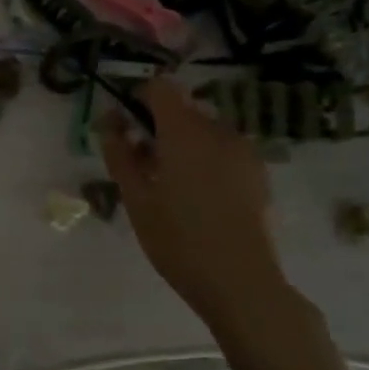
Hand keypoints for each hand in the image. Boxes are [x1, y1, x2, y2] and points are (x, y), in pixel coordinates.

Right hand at [96, 81, 289, 334]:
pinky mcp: (258, 172)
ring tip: (167, 183)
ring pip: (204, 130)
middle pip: (183, 109)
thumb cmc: (178, 239)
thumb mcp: (136, 198)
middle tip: (139, 162)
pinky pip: (223, 150)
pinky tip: (196, 196)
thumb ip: (119, 153)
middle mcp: (219, 131)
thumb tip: (110, 121)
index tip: (124, 124)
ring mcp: (244, 151)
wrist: (240, 281)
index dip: (138, 96)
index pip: (161, 87)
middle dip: (158, 125)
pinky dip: (204, 158)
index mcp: (185, 132)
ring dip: (182, 143)